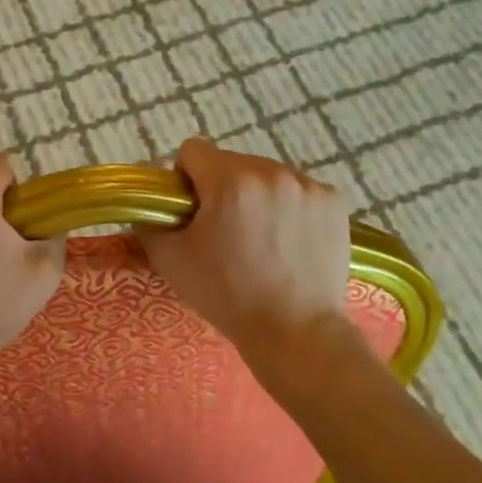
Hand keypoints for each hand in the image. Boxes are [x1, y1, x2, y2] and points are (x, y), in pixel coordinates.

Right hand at [137, 138, 357, 375]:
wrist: (295, 332)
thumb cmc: (227, 295)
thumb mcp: (170, 260)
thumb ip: (149, 222)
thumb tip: (147, 205)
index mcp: (229, 181)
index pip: (193, 150)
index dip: (185, 178)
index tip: (191, 210)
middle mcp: (271, 171)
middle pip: (231, 162)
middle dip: (221, 187)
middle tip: (224, 230)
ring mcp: (307, 185)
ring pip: (265, 174)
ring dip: (256, 194)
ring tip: (260, 237)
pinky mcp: (334, 201)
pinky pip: (298, 189)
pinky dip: (289, 206)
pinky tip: (288, 239)